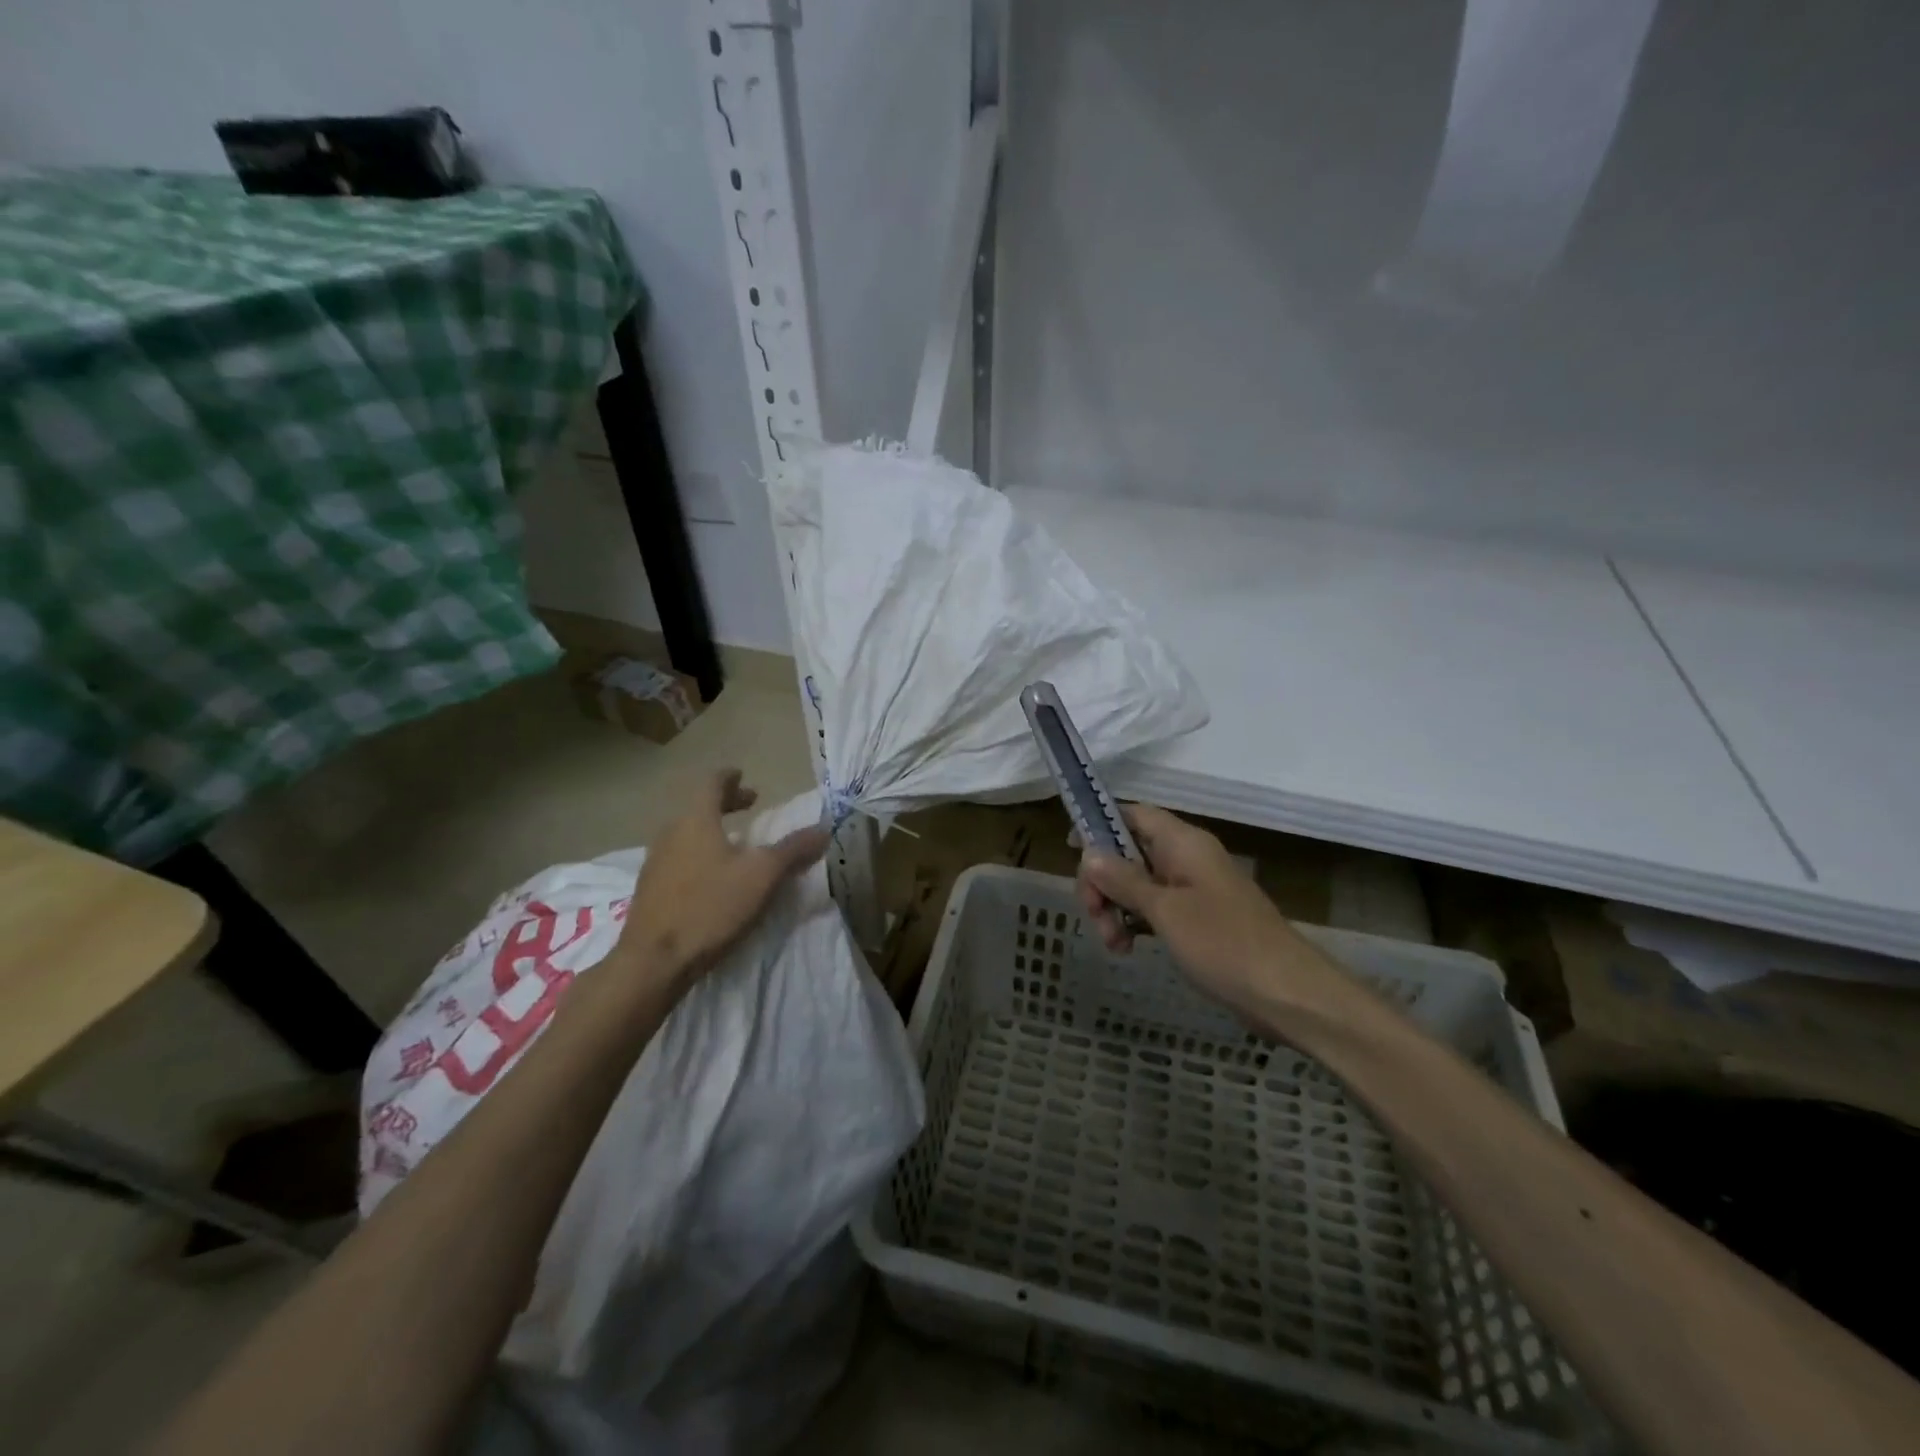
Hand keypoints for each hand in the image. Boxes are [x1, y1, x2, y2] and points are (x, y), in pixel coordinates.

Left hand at [613, 769, 828, 992]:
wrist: (653, 961)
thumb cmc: (710, 906)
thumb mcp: (763, 876)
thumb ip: (793, 850)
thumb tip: (824, 830)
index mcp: (696, 820)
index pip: (711, 783)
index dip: (730, 777)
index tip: (744, 776)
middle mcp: (670, 834)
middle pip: (698, 807)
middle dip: (725, 803)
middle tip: (749, 804)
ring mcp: (655, 863)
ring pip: (686, 833)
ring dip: (711, 830)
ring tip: (734, 843)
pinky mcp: (650, 891)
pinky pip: (678, 859)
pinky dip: (698, 854)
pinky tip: (711, 878)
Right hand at [1078, 803, 1323, 1017]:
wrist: (1286, 992)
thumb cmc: (1223, 942)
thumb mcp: (1164, 910)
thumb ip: (1124, 879)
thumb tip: (1089, 853)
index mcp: (1183, 843)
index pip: (1133, 814)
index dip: (1100, 824)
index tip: (1071, 849)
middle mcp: (1187, 858)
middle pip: (1129, 852)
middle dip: (1103, 881)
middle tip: (1091, 914)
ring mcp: (1193, 889)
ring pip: (1138, 884)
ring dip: (1116, 908)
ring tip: (1113, 944)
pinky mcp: (1198, 919)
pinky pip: (1155, 908)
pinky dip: (1136, 923)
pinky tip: (1127, 948)